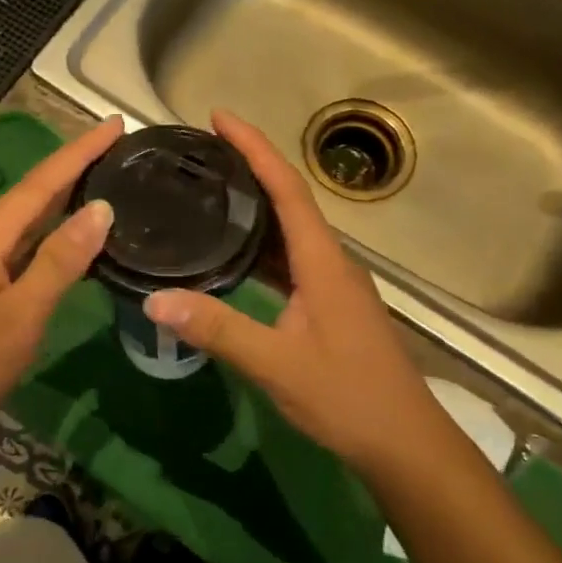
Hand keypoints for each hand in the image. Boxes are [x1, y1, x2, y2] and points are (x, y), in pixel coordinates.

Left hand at [0, 116, 123, 450]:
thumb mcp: (19, 316)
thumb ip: (60, 261)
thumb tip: (100, 208)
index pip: (41, 182)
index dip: (80, 151)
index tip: (116, 123)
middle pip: (31, 196)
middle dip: (74, 169)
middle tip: (119, 149)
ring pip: (24, 224)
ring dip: (61, 201)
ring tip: (103, 183)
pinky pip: (18, 251)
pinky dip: (48, 239)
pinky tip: (69, 243)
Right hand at [143, 110, 437, 475]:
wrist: (406, 444)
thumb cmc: (348, 398)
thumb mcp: (277, 365)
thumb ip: (218, 329)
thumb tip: (155, 299)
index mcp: (322, 262)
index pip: (287, 189)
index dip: (255, 148)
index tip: (219, 117)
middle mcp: (330, 263)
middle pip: (289, 200)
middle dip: (250, 168)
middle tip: (203, 152)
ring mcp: (333, 285)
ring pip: (290, 232)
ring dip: (255, 206)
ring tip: (211, 190)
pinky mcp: (329, 306)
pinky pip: (290, 260)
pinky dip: (260, 246)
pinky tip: (233, 254)